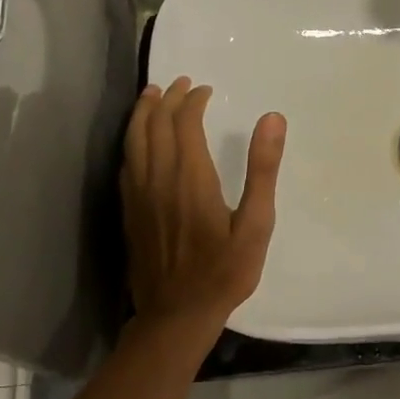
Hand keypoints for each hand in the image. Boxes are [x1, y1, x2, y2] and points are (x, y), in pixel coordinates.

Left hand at [121, 77, 285, 355]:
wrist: (177, 315)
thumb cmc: (225, 271)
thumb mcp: (256, 224)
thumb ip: (262, 169)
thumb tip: (272, 118)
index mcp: (190, 178)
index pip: (185, 124)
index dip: (193, 101)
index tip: (206, 90)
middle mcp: (158, 179)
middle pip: (156, 126)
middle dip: (167, 99)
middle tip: (181, 83)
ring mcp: (139, 196)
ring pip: (134, 141)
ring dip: (143, 113)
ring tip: (152, 95)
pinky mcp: (130, 211)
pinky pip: (127, 163)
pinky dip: (133, 140)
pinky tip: (139, 140)